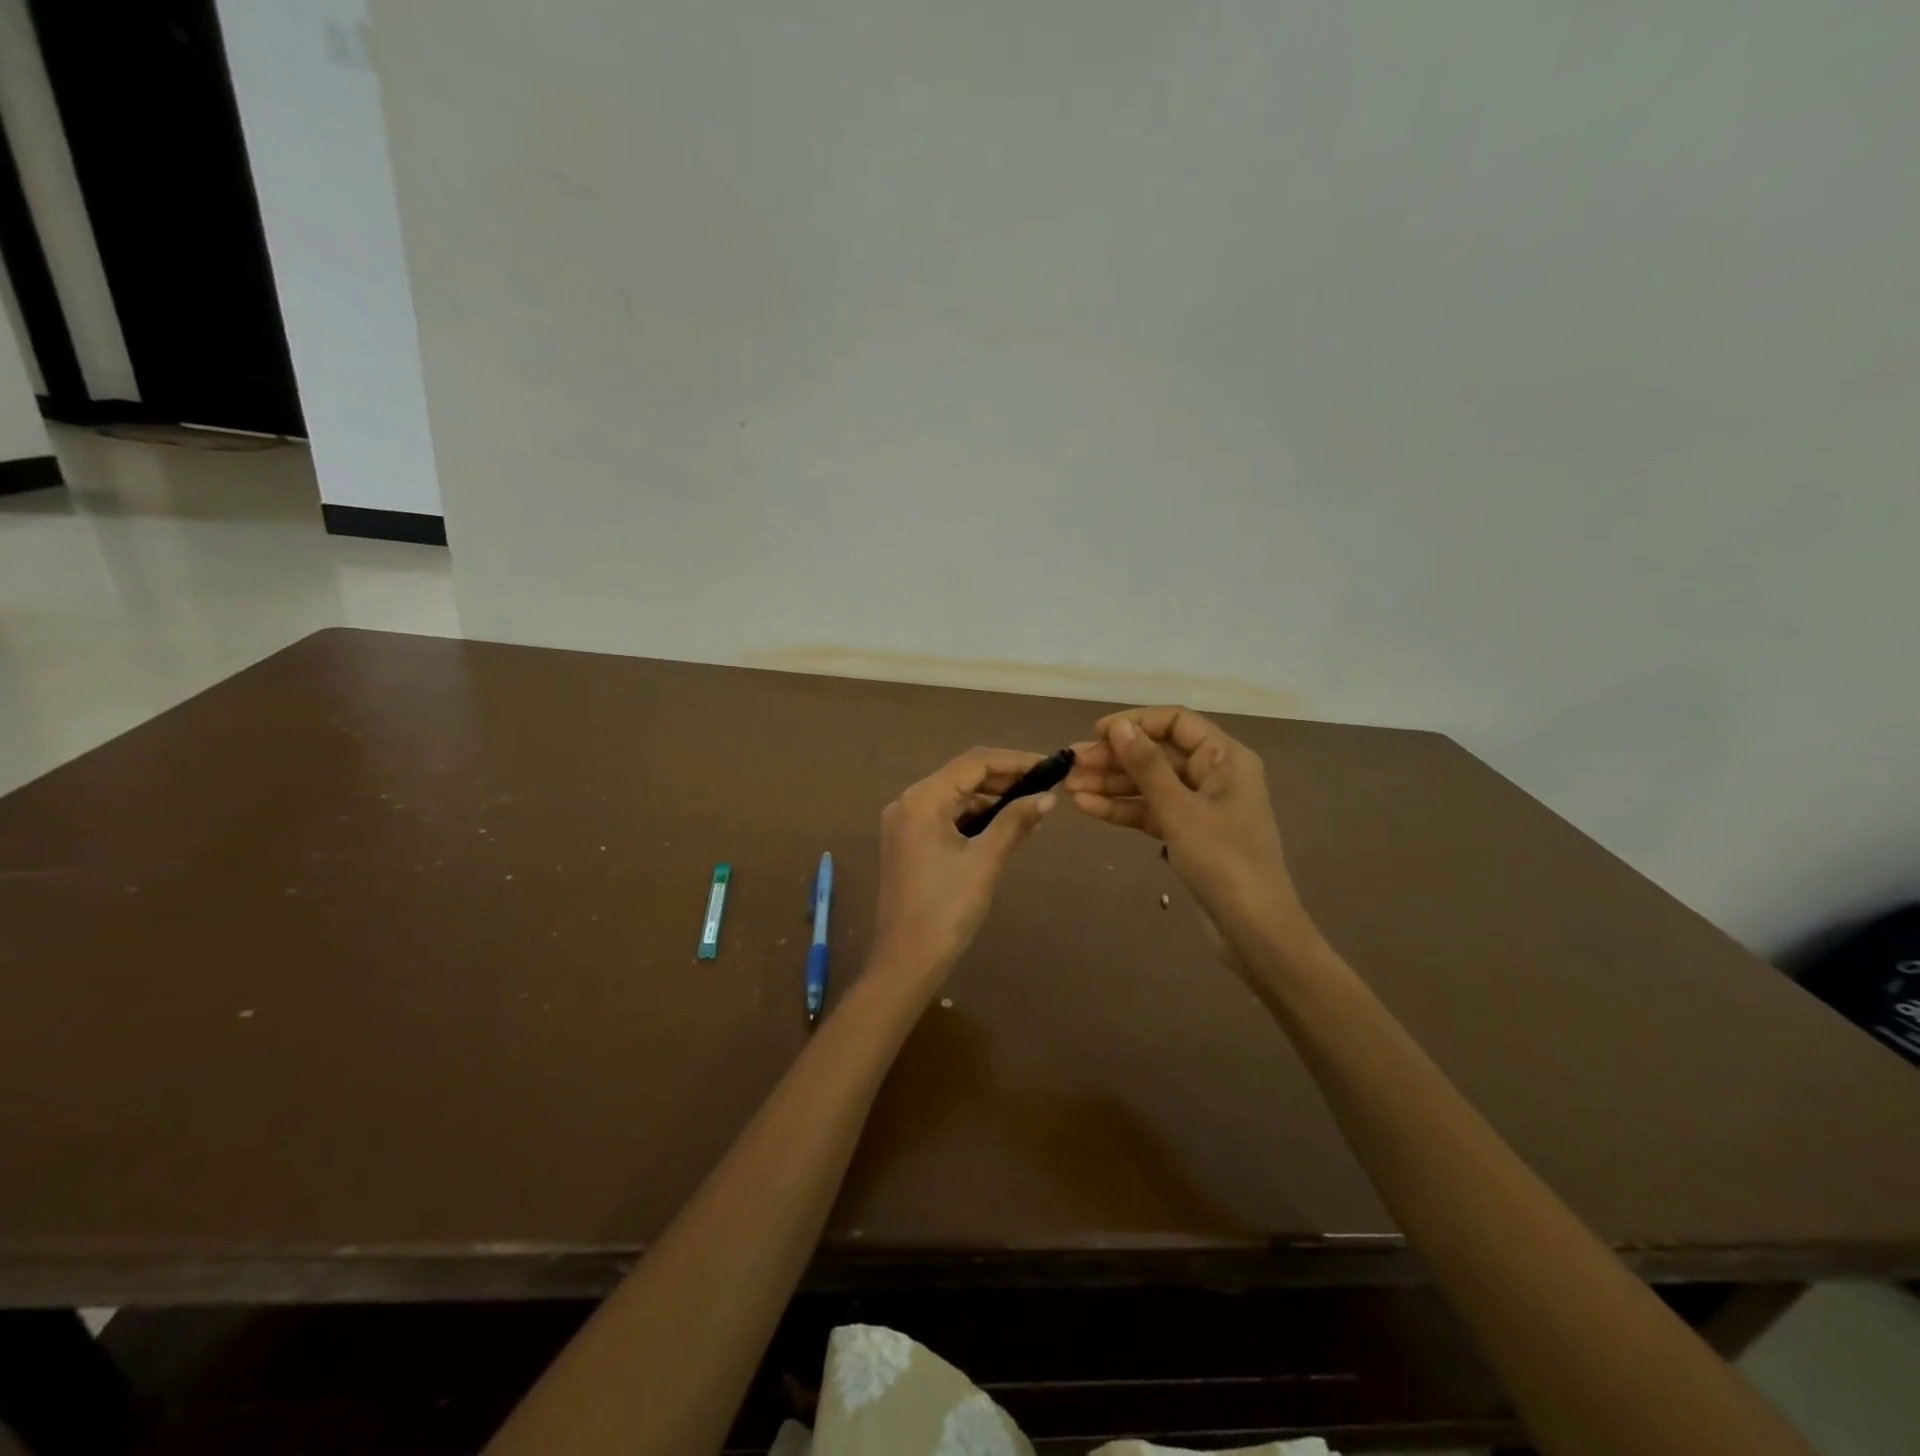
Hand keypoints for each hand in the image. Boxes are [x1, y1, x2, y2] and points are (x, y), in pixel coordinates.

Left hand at [871, 747, 1055, 982]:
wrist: (907, 960)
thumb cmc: (947, 908)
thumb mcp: (985, 861)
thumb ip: (1015, 822)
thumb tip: (1047, 798)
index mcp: (922, 800)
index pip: (974, 763)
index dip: (1014, 761)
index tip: (1049, 766)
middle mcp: (908, 803)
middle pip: (962, 776)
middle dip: (1004, 780)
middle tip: (1045, 787)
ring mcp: (905, 823)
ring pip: (955, 797)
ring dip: (991, 800)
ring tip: (1032, 809)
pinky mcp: (908, 842)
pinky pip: (946, 818)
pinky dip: (975, 819)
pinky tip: (1005, 828)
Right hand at [1066, 706, 1314, 963]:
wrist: (1253, 929)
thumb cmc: (1222, 860)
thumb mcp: (1179, 810)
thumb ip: (1147, 765)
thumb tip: (1118, 726)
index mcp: (1225, 758)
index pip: (1176, 722)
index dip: (1135, 722)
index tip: (1096, 733)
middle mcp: (1215, 774)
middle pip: (1158, 754)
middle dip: (1114, 758)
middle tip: (1071, 765)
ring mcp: (1201, 806)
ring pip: (1150, 784)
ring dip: (1111, 784)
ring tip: (1069, 787)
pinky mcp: (1189, 833)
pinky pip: (1151, 811)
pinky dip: (1122, 809)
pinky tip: (1087, 807)